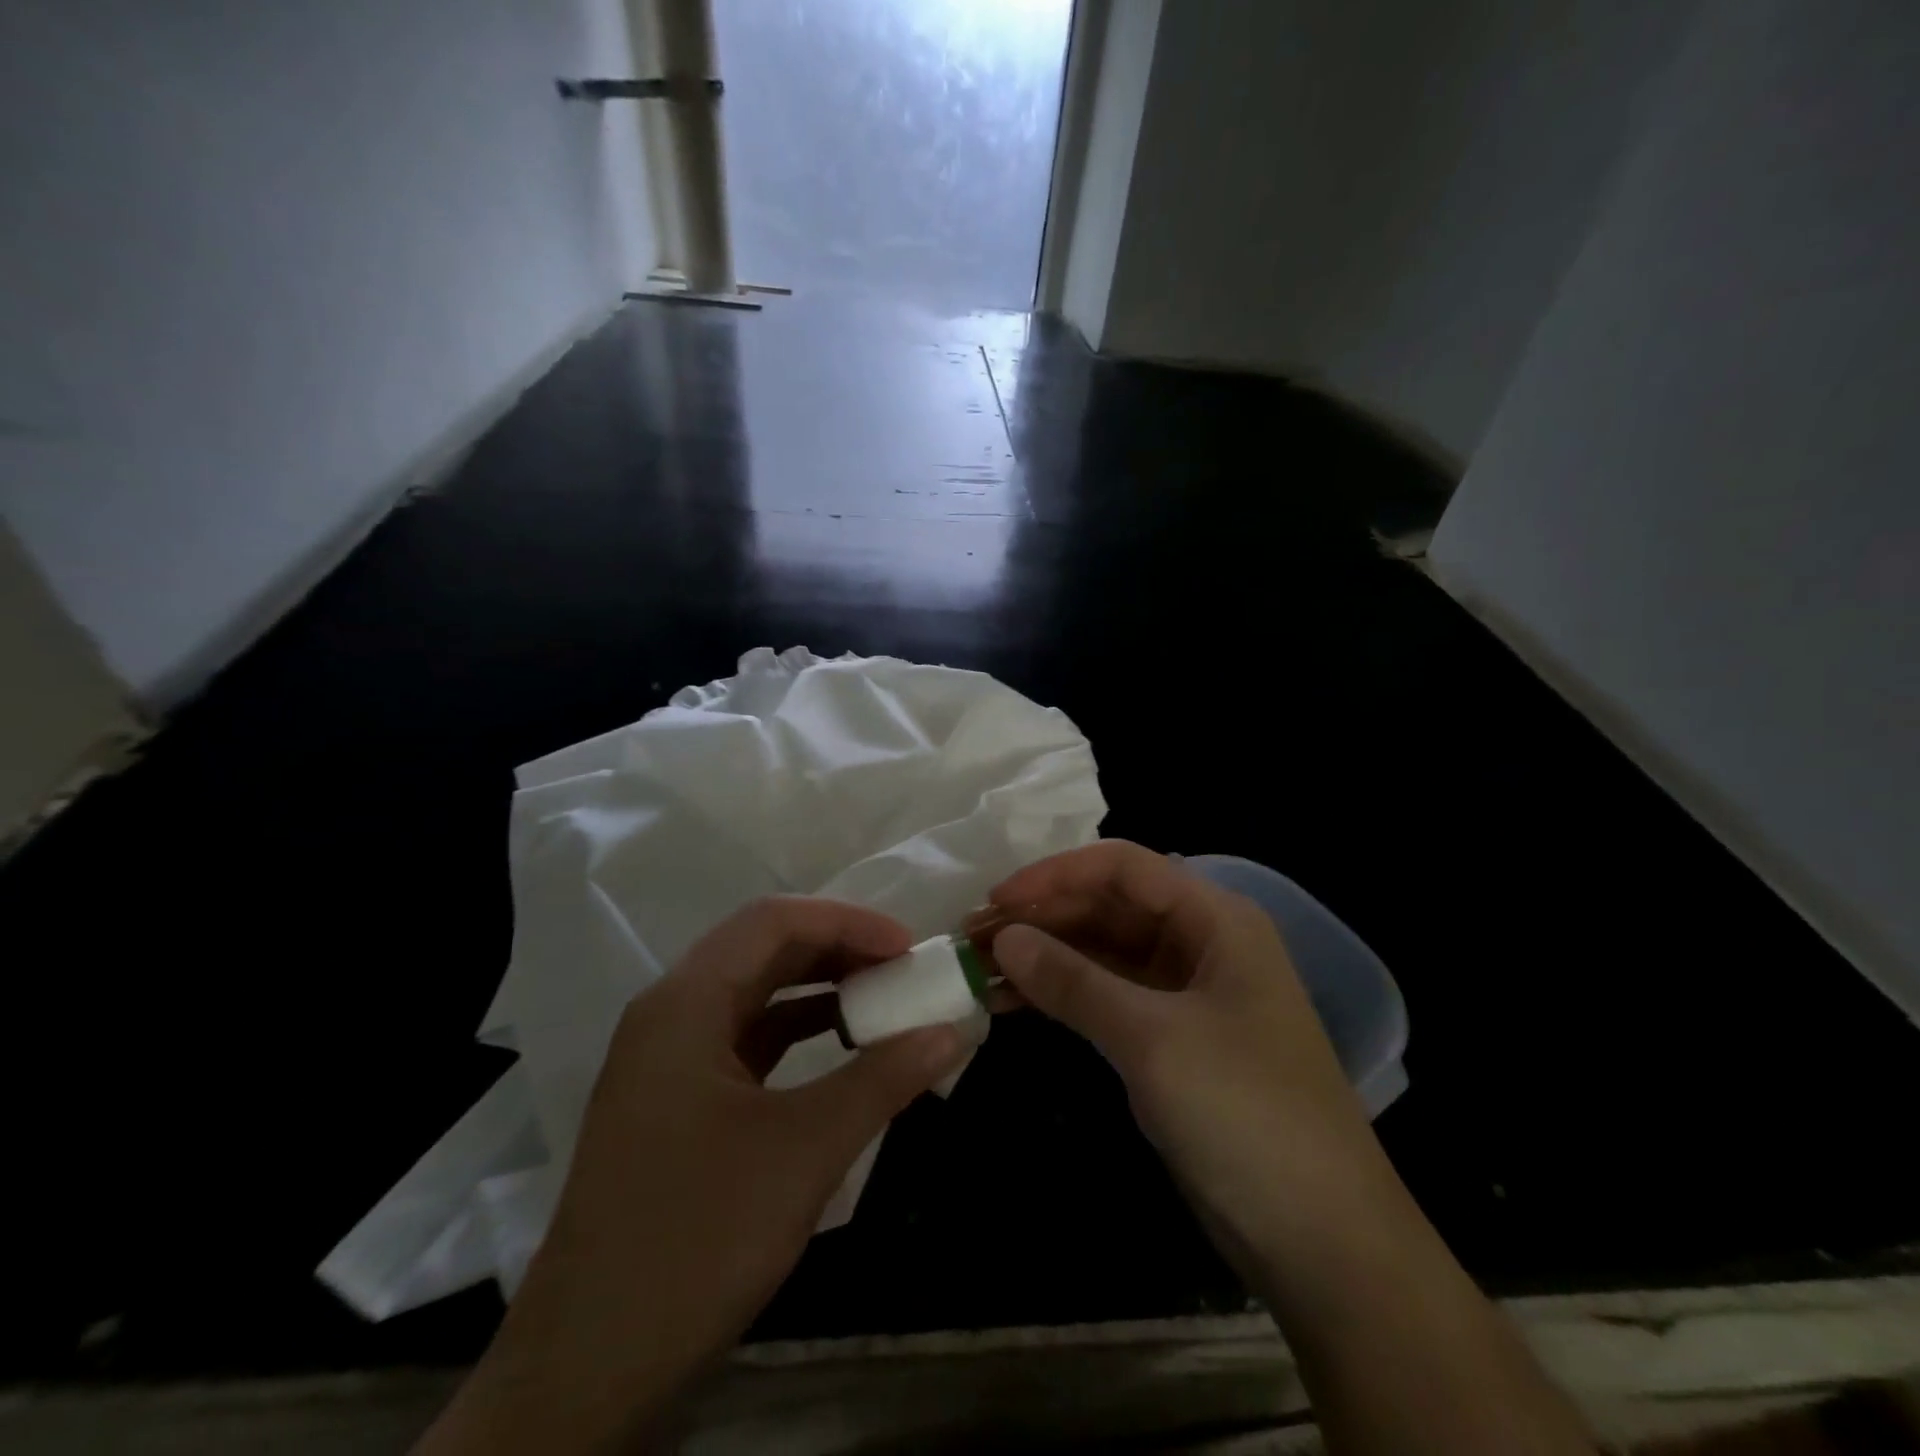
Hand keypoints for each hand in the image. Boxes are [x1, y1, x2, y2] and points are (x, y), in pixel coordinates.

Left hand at [416, 897, 970, 1454]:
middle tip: (902, 969)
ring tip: (882, 999)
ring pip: (754, 990)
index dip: (848, 922)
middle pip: (762, 948)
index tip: (909, 948)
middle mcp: (669, 1012)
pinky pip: (746, 1035)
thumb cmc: (697, 1239)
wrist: (590, 1368)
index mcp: (684, 1003)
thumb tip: (951, 1032)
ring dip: (819, 986)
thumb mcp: (805, 1151)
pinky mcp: (676, 1097)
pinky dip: (798, 1028)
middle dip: (837, 949)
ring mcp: (668, 1056)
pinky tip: (841, 1046)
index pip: (774, 922)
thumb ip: (883, 1080)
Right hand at [978, 840, 1384, 1258]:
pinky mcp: (1169, 1039)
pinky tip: (1011, 1003)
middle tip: (973, 937)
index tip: (996, 900)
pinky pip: (1106, 997)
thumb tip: (1003, 938)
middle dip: (1042, 917)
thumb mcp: (1152, 1039)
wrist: (1322, 1241)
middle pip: (1108, 906)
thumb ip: (1073, 981)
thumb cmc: (1245, 1114)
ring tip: (979, 969)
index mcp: (1214, 919)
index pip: (1122, 868)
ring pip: (1102, 952)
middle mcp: (1200, 943)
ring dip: (1045, 956)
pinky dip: (1061, 996)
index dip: (1055, 874)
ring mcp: (1183, 993)